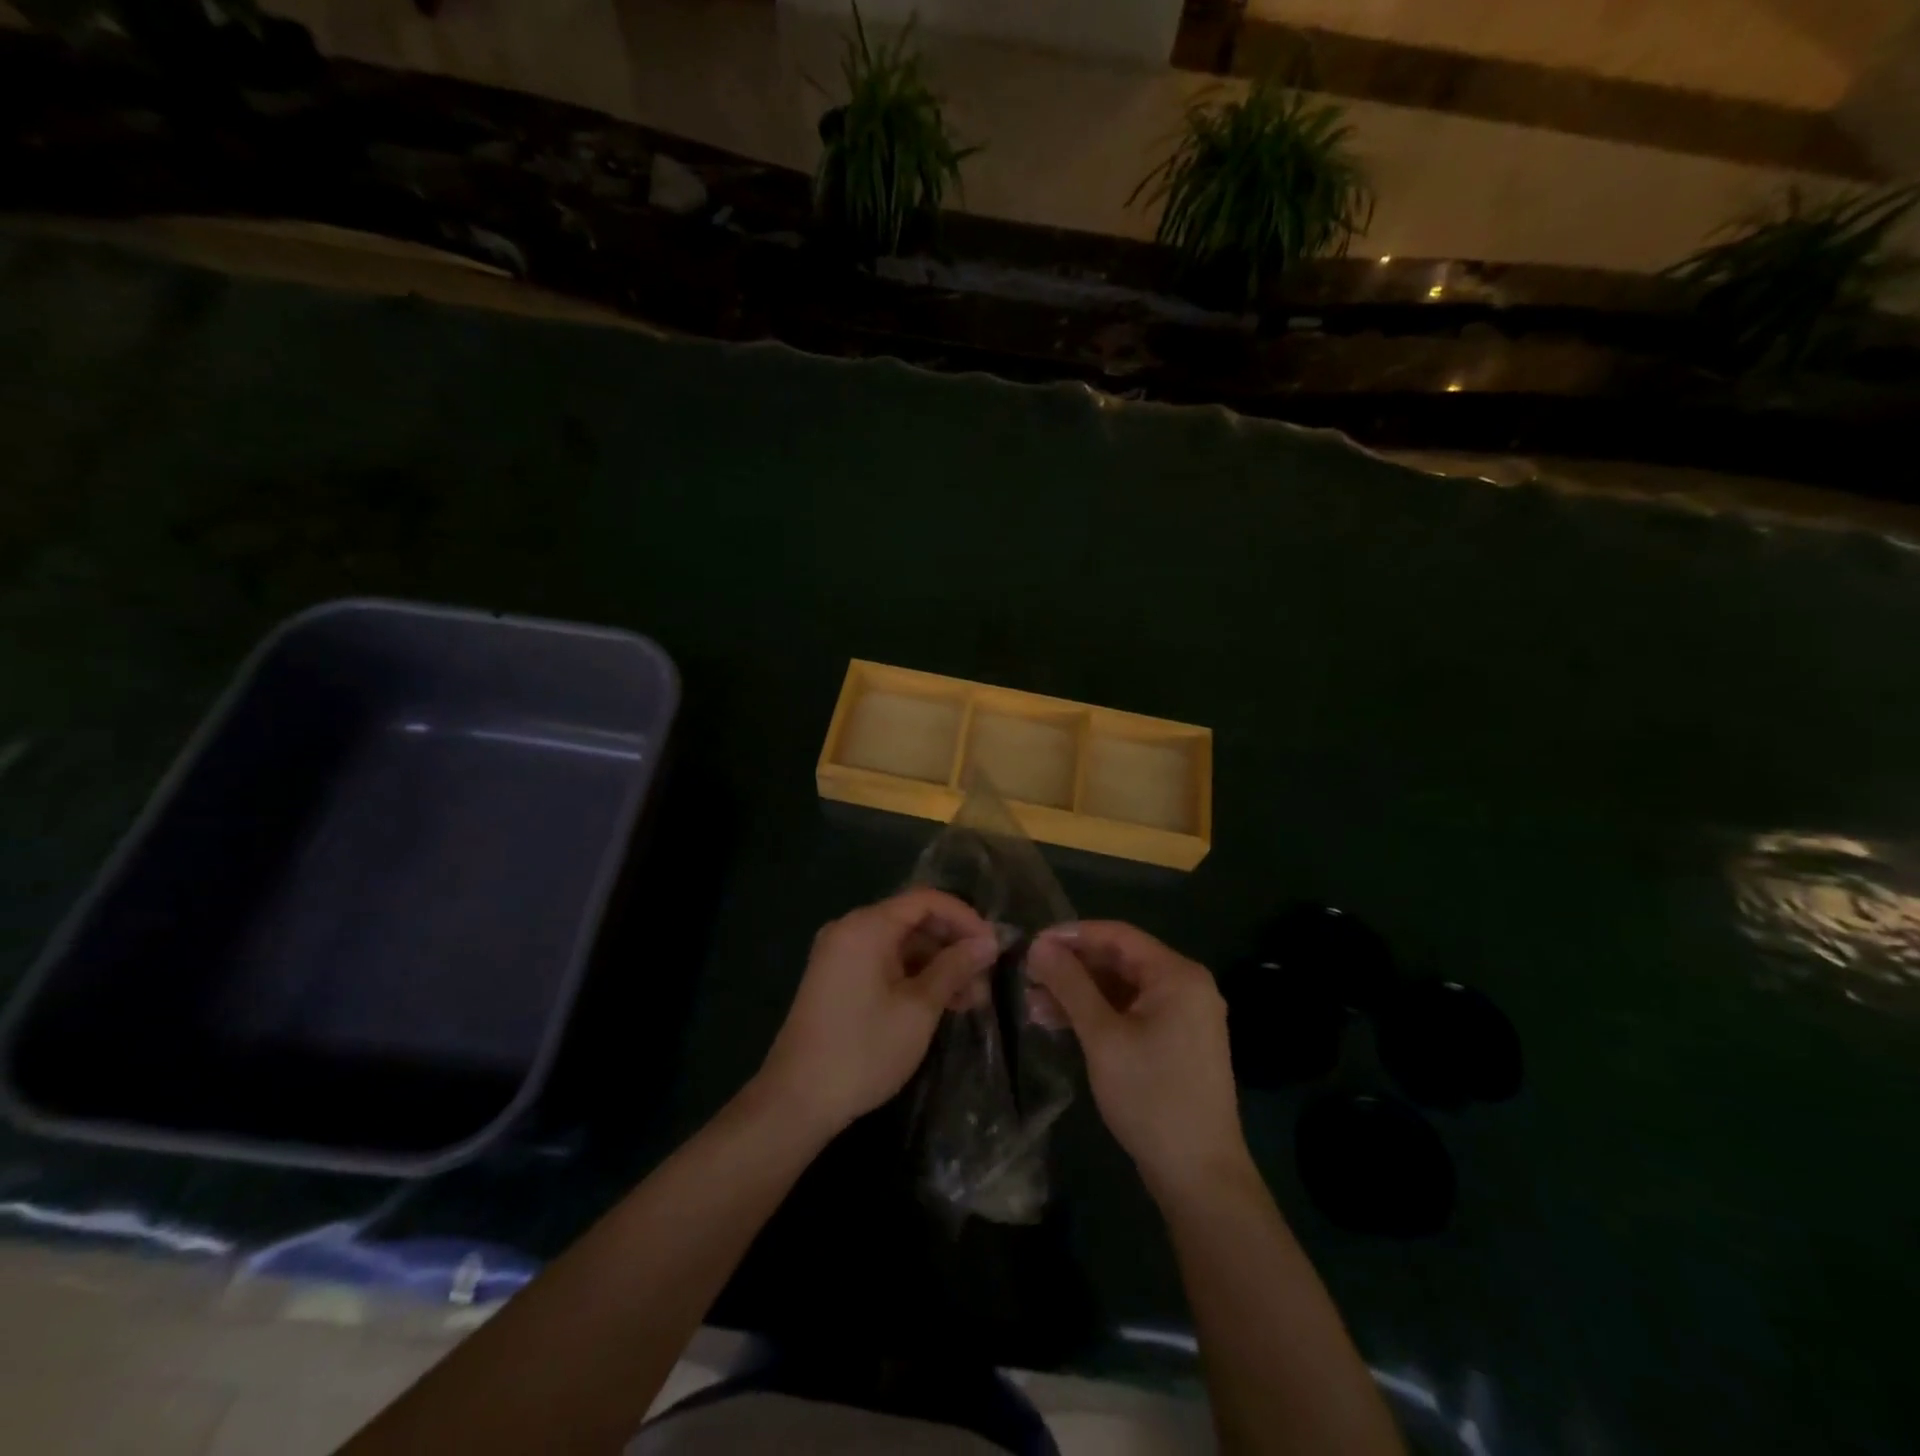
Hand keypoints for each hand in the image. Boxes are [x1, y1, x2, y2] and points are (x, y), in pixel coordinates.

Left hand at [758, 889, 998, 1136]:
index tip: (993, 947)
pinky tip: (940, 1005)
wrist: (796, 1101)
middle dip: (953, 946)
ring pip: (901, 945)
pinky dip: (914, 977)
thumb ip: (954, 968)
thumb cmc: (863, 1050)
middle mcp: (850, 930)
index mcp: (866, 926)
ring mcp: (841, 954)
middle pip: (913, 921)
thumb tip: (989, 941)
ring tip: (970, 1001)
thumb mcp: (918, 1009)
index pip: (926, 901)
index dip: (965, 918)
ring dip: (937, 966)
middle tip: (985, 981)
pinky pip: (884, 963)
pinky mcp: (838, 979)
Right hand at [1028, 922, 1249, 1199]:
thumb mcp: (1103, 1037)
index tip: (1031, 943)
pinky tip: (1060, 1024)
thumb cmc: (1151, 1097)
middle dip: (1072, 968)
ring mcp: (1183, 1016)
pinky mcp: (1175, 1042)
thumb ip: (1070, 985)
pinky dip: (1098, 1015)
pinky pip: (1131, 1012)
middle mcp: (1185, 986)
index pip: (1118, 935)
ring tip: (1033, 1004)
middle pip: (1120, 961)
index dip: (1072, 935)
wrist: (1199, 1176)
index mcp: (1177, 975)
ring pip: (1122, 989)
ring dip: (1079, 994)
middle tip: (1028, 976)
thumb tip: (1039, 944)